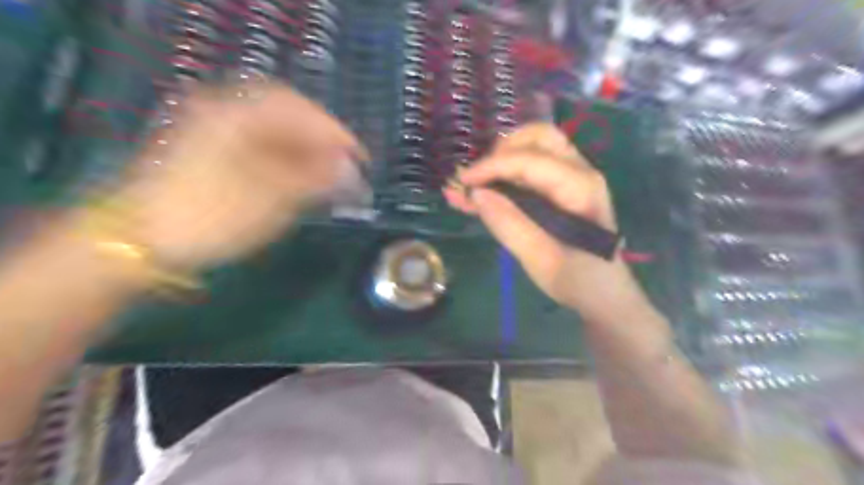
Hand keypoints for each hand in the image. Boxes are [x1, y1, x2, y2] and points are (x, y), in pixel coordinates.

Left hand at [106, 82, 364, 271]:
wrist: (140, 241)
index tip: (360, 158)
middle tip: (346, 168)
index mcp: (238, 116)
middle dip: (323, 142)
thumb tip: (353, 171)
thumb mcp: (271, 199)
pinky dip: (288, 161)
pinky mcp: (214, 154)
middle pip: (288, 117)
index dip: (336, 133)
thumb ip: (315, 179)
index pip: (301, 110)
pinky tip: (301, 180)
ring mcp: (217, 133)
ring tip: (329, 177)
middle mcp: (227, 114)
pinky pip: (261, 147)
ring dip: (307, 152)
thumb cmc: (210, 217)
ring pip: (275, 133)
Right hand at [445, 125, 639, 319]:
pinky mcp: (561, 191)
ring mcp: (571, 179)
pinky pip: (530, 171)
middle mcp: (578, 172)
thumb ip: (509, 224)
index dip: (491, 167)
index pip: (529, 160)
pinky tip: (476, 195)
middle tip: (477, 180)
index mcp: (580, 187)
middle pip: (537, 138)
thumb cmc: (579, 280)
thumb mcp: (541, 259)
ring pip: (532, 149)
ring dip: (498, 162)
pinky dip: (503, 177)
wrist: (604, 295)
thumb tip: (476, 193)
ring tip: (467, 186)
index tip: (462, 183)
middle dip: (500, 152)